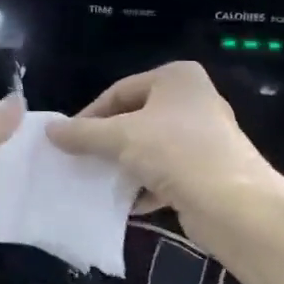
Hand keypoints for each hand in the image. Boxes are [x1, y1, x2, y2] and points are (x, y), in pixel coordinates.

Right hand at [48, 62, 276, 247]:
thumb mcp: (120, 138)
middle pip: (135, 118)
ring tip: (97, 182)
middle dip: (106, 142)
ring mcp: (203, 136)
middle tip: (79, 160)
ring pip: (150, 147)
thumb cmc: (176, 152)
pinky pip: (166, 172)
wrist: (234, 204)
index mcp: (176, 78)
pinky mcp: (207, 170)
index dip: (90, 115)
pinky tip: (126, 203)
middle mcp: (193, 100)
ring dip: (124, 165)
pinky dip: (145, 185)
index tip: (67, 140)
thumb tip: (49, 131)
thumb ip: (83, 133)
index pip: (120, 91)